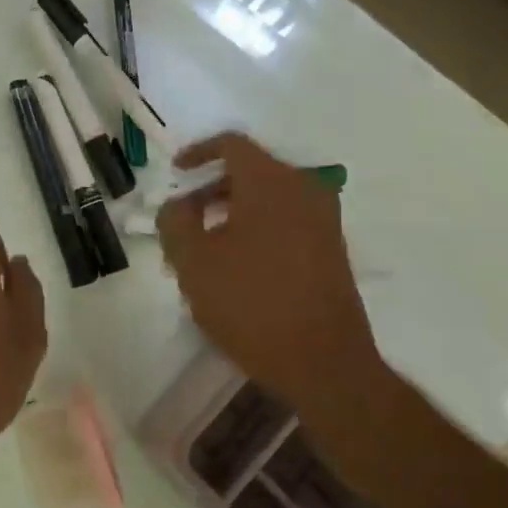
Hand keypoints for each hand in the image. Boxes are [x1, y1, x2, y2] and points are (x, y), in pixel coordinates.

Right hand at [157, 134, 392, 482]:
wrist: (324, 363)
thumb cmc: (251, 304)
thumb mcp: (193, 262)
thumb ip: (175, 222)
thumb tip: (178, 204)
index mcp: (270, 182)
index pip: (231, 144)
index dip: (198, 153)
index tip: (176, 174)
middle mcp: (303, 189)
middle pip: (250, 170)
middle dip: (210, 190)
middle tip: (183, 220)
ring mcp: (324, 220)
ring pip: (268, 198)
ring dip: (233, 211)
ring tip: (204, 248)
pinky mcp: (333, 249)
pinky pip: (287, 220)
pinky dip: (258, 227)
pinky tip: (237, 265)